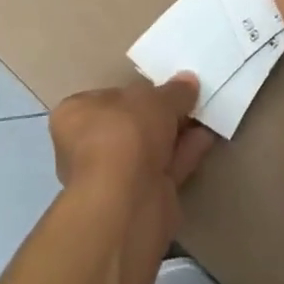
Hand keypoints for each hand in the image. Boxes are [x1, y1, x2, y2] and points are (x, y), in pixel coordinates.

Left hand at [48, 75, 216, 283]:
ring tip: (205, 114)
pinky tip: (207, 137)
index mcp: (75, 116)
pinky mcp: (139, 199)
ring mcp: (114, 176)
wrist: (128, 201)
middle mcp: (88, 146)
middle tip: (189, 99)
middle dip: (160, 115)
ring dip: (177, 133)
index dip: (134, 91)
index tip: (161, 87)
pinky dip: (185, 153)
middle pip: (130, 124)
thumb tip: (189, 82)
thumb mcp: (155, 99)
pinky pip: (165, 168)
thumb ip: (174, 91)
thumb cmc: (126, 133)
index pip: (104, 98)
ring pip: (150, 148)